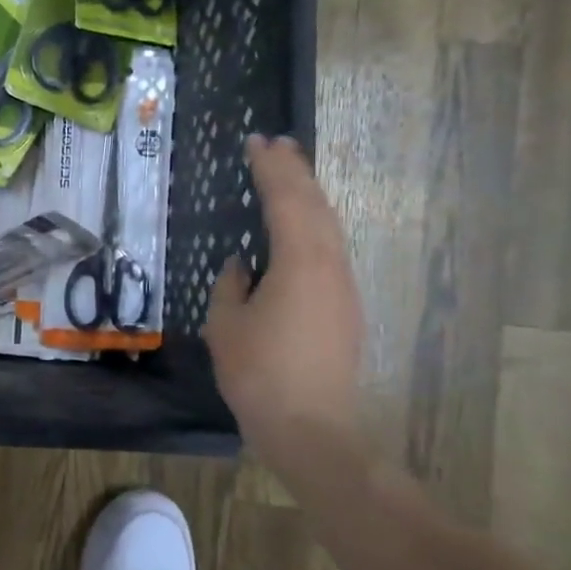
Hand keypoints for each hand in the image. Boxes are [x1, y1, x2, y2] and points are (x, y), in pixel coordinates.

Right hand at [204, 135, 364, 452]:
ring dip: (308, 196)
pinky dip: (313, 225)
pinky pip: (329, 250)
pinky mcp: (344, 308)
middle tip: (278, 145)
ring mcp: (342, 288)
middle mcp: (330, 266)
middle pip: (316, 206)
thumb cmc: (259, 373)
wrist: (311, 427)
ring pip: (329, 227)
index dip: (271, 169)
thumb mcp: (227, 324)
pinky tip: (297, 229)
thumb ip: (232, 286)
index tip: (257, 142)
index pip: (286, 201)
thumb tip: (243, 265)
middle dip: (296, 172)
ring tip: (289, 174)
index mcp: (299, 263)